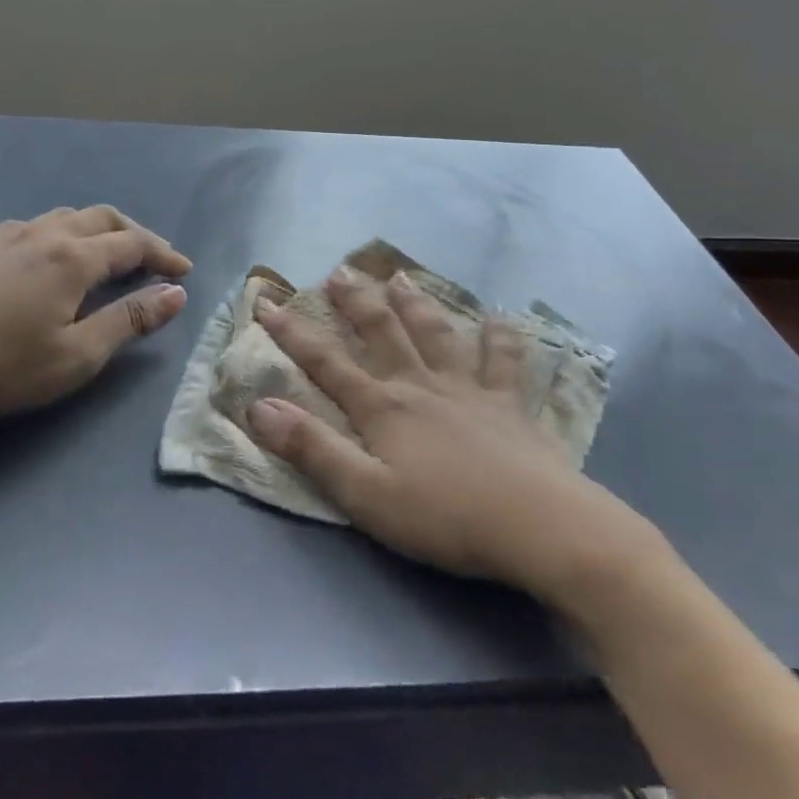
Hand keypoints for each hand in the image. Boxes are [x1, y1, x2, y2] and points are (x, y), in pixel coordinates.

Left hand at [0, 205, 191, 436]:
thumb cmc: (0, 367)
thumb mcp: (77, 355)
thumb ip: (129, 321)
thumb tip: (176, 294)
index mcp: (72, 257)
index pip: (132, 244)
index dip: (163, 255)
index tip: (185, 272)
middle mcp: (43, 234)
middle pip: (102, 219)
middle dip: (136, 235)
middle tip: (157, 259)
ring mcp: (7, 237)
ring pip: (67, 217)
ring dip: (100, 230)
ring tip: (113, 255)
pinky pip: (38, 225)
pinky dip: (66, 233)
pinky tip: (57, 258)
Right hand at [248, 267, 661, 601]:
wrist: (539, 526)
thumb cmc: (444, 516)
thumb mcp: (364, 493)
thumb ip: (312, 448)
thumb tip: (259, 406)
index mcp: (383, 408)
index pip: (326, 363)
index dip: (293, 333)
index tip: (268, 302)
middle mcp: (421, 386)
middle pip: (383, 334)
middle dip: (356, 302)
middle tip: (340, 272)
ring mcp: (469, 390)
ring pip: (436, 334)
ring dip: (415, 304)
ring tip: (400, 276)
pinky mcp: (510, 405)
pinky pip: (504, 360)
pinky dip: (501, 336)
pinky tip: (501, 316)